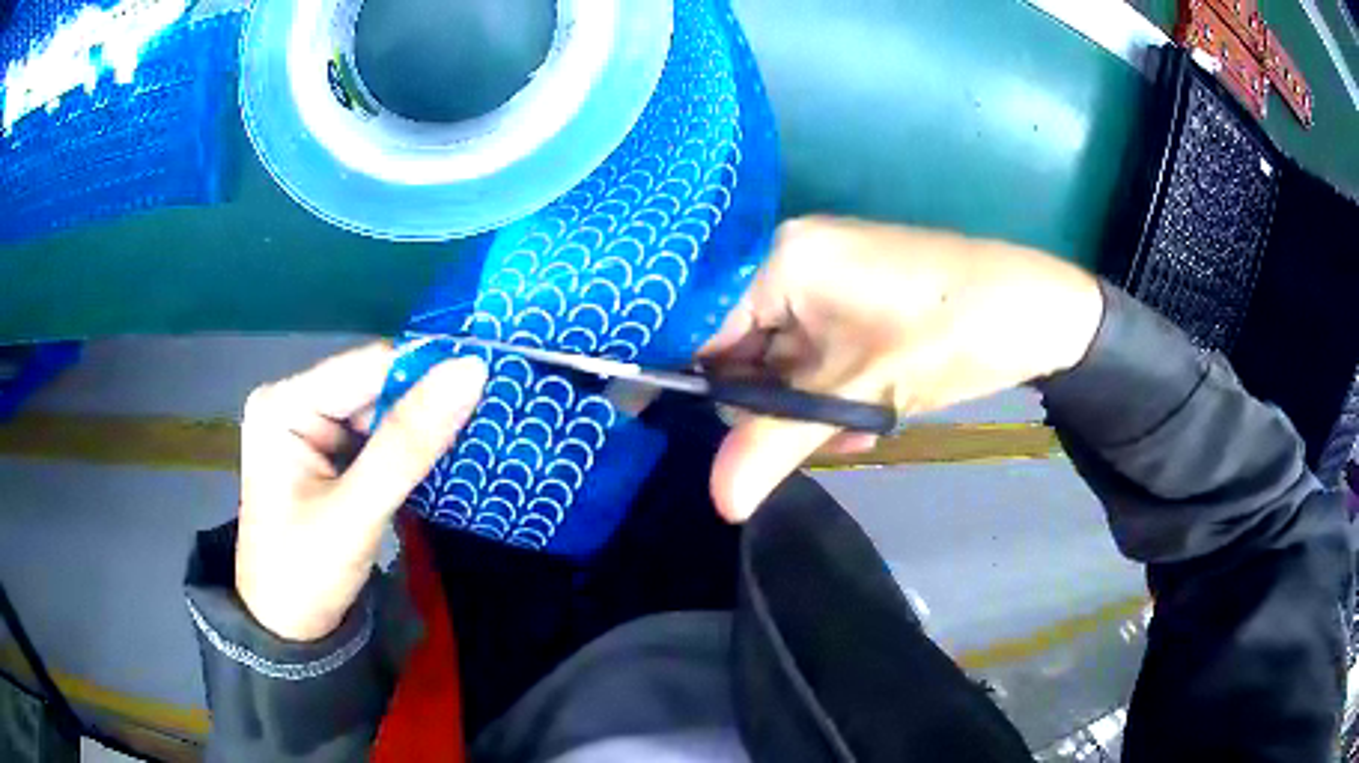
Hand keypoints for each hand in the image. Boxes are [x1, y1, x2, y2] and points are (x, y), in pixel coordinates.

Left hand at [236, 343, 487, 640]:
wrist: (289, 632)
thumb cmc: (307, 575)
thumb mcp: (358, 511)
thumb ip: (410, 442)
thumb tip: (471, 370)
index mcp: (284, 403)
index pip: (368, 367)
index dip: (428, 372)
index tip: (490, 382)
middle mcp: (293, 402)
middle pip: (374, 385)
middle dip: (425, 403)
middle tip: (487, 416)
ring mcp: (308, 427)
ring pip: (380, 409)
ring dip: (420, 427)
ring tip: (472, 435)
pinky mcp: (324, 452)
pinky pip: (375, 434)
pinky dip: (407, 447)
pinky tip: (438, 457)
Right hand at [701, 217, 1103, 520]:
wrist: (1032, 311)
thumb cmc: (947, 335)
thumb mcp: (858, 396)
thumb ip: (777, 446)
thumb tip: (718, 505)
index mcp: (777, 260)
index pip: (699, 329)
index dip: (702, 390)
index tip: (718, 442)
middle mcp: (787, 259)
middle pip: (738, 350)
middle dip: (774, 407)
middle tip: (821, 438)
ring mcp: (820, 277)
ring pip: (779, 360)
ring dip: (809, 407)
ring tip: (858, 430)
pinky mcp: (848, 298)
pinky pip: (811, 353)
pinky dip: (830, 391)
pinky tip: (868, 413)